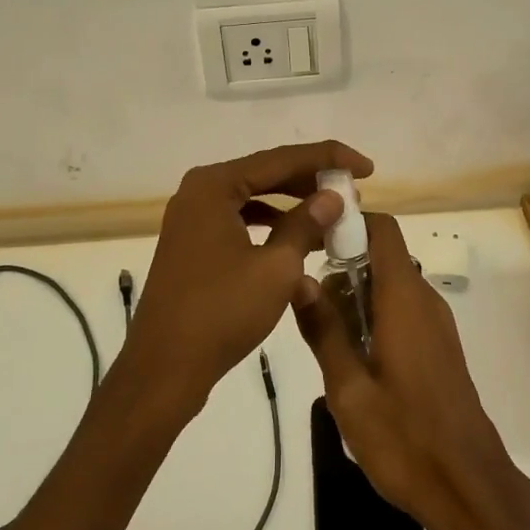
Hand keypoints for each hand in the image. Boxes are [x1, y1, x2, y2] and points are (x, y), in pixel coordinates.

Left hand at [125, 141, 371, 414]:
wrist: (164, 370)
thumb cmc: (221, 312)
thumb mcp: (275, 267)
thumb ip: (305, 225)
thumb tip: (332, 197)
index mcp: (214, 186)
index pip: (281, 159)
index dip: (328, 159)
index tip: (366, 166)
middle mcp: (199, 193)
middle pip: (266, 174)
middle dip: (311, 182)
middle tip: (353, 190)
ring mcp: (193, 220)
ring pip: (254, 199)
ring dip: (293, 206)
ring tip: (332, 215)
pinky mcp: (194, 246)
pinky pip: (240, 222)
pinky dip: (271, 227)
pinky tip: (298, 243)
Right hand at [294, 211, 525, 529]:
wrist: (470, 488)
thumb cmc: (404, 439)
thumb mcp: (348, 389)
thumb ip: (323, 330)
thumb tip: (298, 277)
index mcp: (404, 298)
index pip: (382, 229)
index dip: (348, 222)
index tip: (311, 240)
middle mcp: (424, 300)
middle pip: (382, 258)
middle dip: (342, 269)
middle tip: (309, 307)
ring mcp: (436, 325)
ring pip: (390, 288)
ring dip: (356, 299)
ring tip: (324, 339)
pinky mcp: (439, 348)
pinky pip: (402, 313)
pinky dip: (374, 319)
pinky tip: (353, 362)